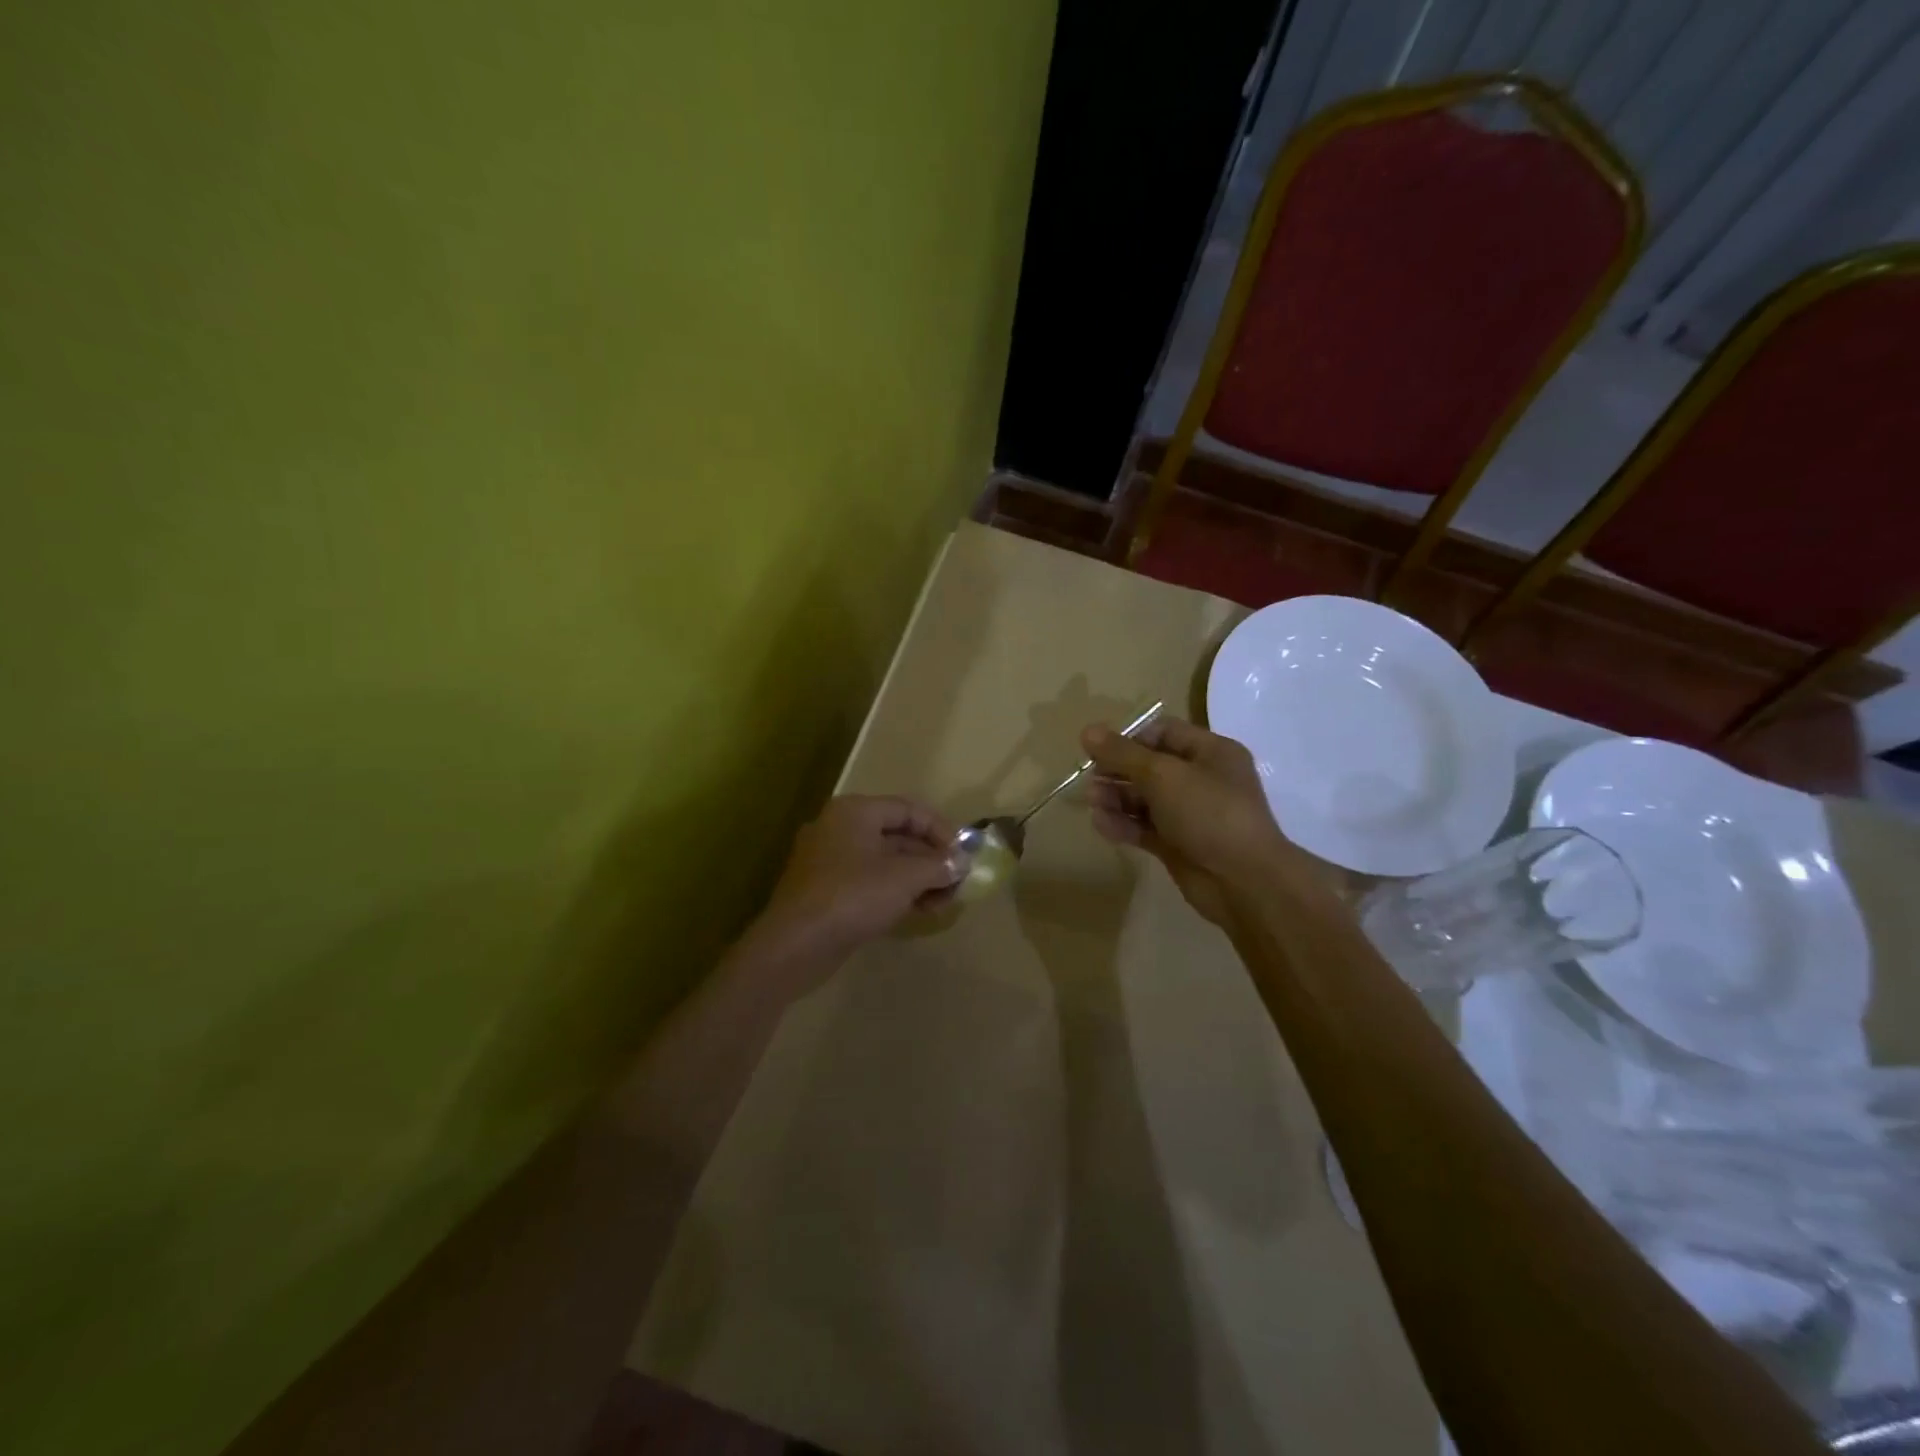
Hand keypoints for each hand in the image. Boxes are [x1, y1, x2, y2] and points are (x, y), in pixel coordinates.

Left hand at [746, 795, 959, 967]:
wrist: (795, 946)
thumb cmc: (852, 897)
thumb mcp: (904, 878)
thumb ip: (938, 866)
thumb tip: (961, 863)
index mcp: (855, 812)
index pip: (909, 810)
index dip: (941, 830)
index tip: (964, 855)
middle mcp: (840, 828)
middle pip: (897, 836)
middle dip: (931, 859)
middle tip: (958, 883)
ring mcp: (830, 861)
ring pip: (885, 862)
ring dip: (918, 879)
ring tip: (944, 902)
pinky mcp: (826, 891)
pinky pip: (870, 882)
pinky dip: (896, 892)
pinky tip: (920, 911)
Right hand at [1083, 716, 1303, 925]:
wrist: (1244, 882)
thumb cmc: (1209, 813)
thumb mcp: (1163, 775)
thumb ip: (1122, 754)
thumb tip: (1087, 731)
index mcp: (1211, 752)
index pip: (1163, 733)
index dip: (1130, 739)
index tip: (1100, 752)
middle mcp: (1202, 779)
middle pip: (1150, 766)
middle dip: (1118, 771)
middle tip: (1092, 781)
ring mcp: (1190, 814)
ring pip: (1145, 799)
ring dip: (1116, 798)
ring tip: (1093, 803)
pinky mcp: (1178, 844)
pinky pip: (1145, 827)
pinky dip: (1123, 824)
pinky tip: (1102, 825)